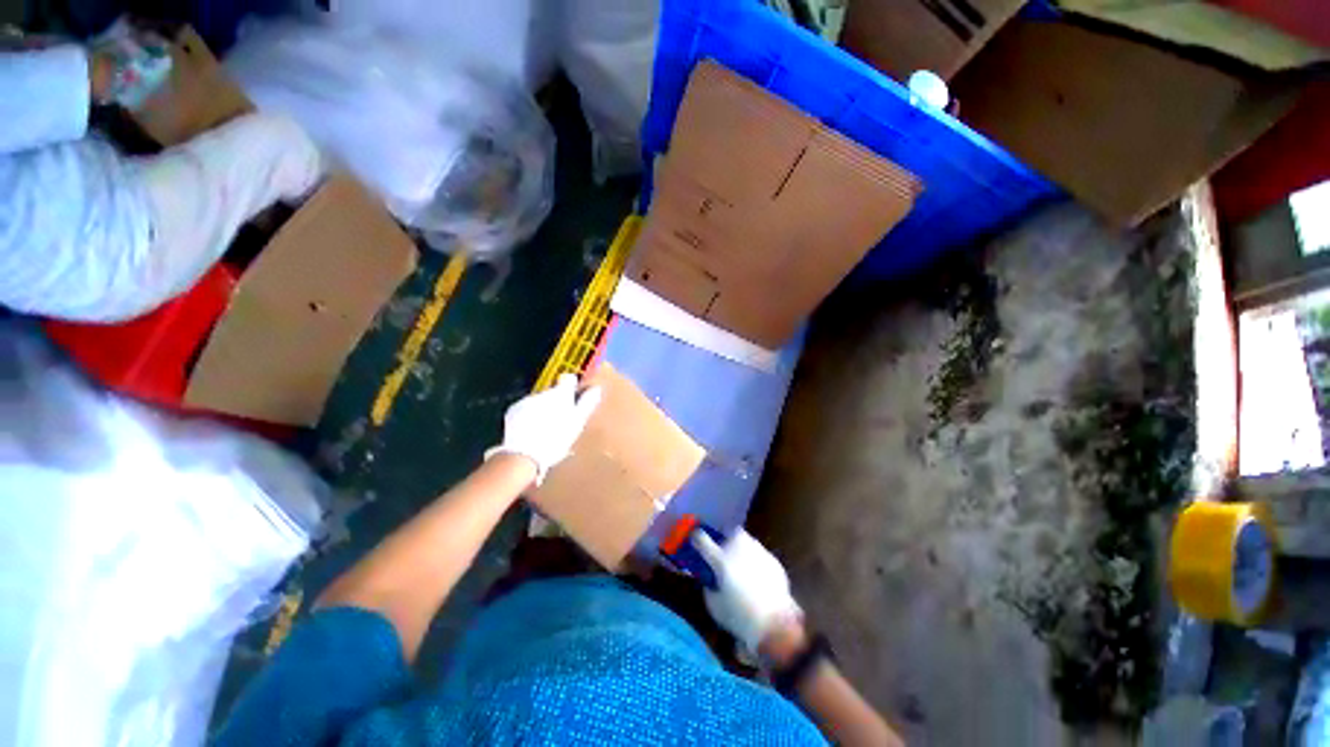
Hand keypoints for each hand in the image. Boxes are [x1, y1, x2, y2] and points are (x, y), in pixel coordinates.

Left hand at [485, 373, 601, 484]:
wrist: (523, 455)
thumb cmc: (556, 439)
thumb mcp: (577, 423)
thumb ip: (587, 404)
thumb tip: (596, 388)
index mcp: (561, 394)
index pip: (569, 380)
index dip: (572, 387)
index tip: (574, 397)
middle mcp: (543, 392)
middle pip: (553, 393)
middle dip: (556, 403)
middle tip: (560, 422)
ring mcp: (526, 400)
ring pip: (539, 401)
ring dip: (542, 410)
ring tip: (545, 430)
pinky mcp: (513, 410)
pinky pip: (524, 409)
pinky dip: (528, 416)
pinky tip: (531, 431)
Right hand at [693, 529, 801, 652]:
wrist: (776, 624)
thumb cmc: (740, 617)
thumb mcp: (714, 606)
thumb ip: (709, 587)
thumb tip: (710, 580)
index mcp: (720, 560)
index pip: (702, 539)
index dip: (696, 538)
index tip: (695, 539)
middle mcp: (739, 549)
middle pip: (730, 532)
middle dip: (726, 539)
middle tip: (724, 553)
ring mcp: (759, 552)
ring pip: (747, 541)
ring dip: (742, 548)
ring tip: (742, 565)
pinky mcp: (773, 560)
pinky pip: (760, 555)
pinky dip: (756, 561)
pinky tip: (758, 578)